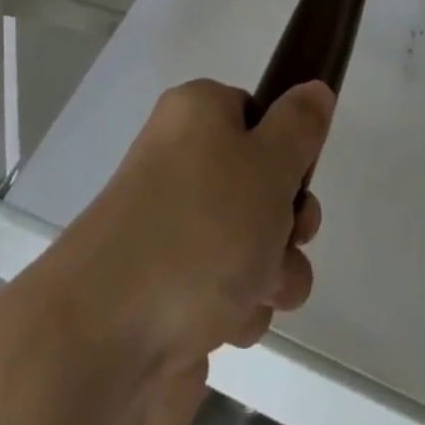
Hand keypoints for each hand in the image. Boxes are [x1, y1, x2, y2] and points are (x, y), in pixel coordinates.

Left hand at [57, 79, 333, 424]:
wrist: (110, 336)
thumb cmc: (200, 228)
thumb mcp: (267, 164)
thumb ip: (299, 127)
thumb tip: (314, 88)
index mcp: (195, 115)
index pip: (254, 113)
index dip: (285, 147)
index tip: (299, 176)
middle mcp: (179, 163)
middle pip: (259, 184)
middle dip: (287, 221)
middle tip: (287, 235)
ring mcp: (172, 230)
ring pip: (253, 244)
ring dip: (270, 272)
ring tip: (252, 291)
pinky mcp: (170, 292)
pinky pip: (228, 292)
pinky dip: (238, 309)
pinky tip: (224, 325)